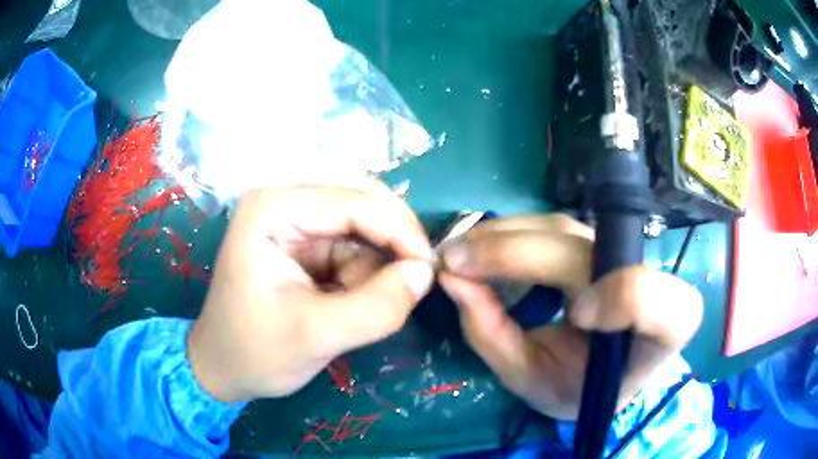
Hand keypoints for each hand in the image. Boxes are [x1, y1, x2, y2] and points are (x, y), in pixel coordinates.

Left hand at [187, 184, 434, 402]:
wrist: (224, 369)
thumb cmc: (255, 352)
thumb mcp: (316, 336)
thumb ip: (377, 307)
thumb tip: (425, 273)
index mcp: (272, 208)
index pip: (354, 201)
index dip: (399, 231)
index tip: (429, 270)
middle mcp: (283, 202)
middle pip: (361, 202)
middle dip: (390, 244)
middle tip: (414, 282)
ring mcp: (294, 222)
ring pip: (362, 227)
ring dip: (375, 266)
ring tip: (355, 307)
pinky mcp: (304, 244)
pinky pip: (353, 247)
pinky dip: (364, 275)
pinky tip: (347, 302)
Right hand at [438, 214, 702, 419]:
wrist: (602, 371)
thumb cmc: (574, 386)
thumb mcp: (532, 380)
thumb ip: (493, 335)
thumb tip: (451, 277)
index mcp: (657, 332)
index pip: (655, 297)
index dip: (621, 296)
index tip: (574, 315)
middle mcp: (648, 280)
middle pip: (586, 252)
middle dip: (516, 254)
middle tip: (452, 262)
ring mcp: (621, 253)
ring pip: (563, 228)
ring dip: (504, 237)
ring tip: (459, 254)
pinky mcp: (597, 240)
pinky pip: (552, 225)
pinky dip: (512, 233)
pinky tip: (482, 246)